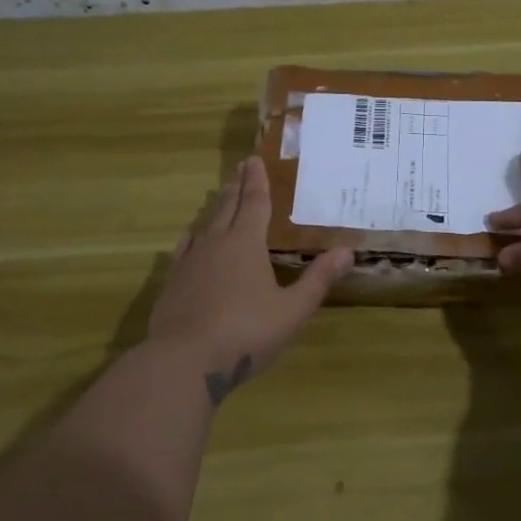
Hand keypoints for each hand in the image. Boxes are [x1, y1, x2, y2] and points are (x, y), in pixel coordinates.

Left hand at [149, 156, 352, 405]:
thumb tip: (348, 250)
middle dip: (237, 186)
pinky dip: (193, 237)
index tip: (254, 159)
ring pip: (206, 225)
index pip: (255, 203)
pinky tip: (191, 237)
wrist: (185, 361)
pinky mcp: (173, 283)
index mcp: (247, 244)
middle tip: (241, 166)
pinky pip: (184, 249)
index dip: (257, 181)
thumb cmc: (247, 332)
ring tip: (222, 196)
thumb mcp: (293, 310)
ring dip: (217, 208)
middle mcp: (216, 244)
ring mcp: (190, 262)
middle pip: (228, 207)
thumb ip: (318, 279)